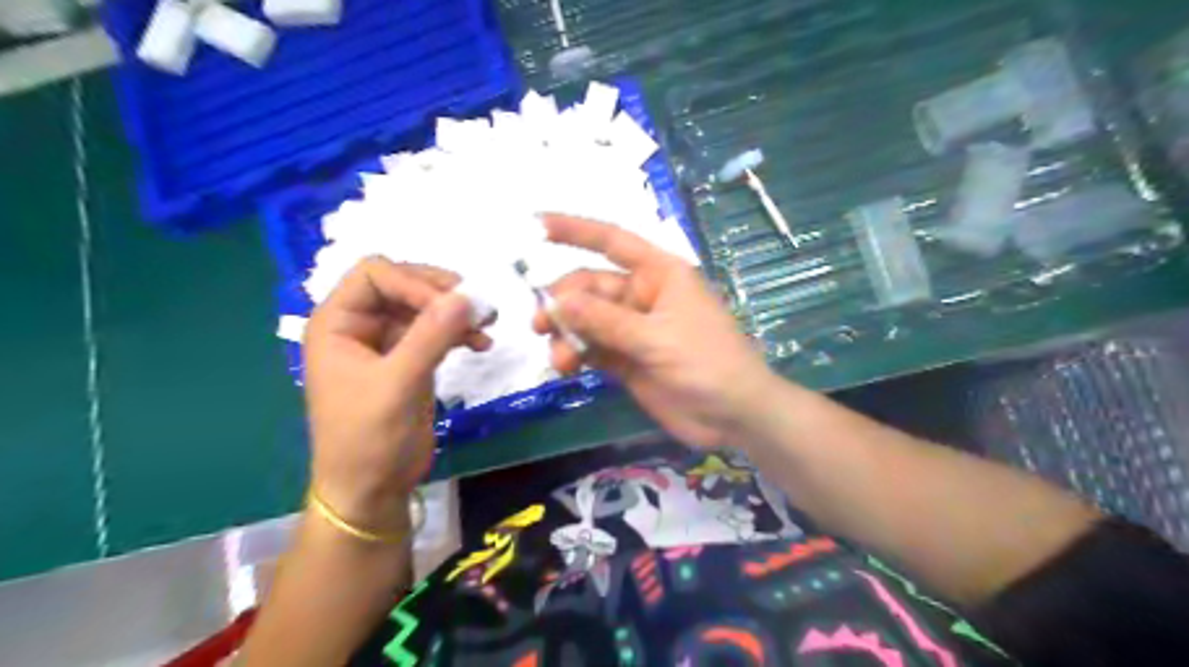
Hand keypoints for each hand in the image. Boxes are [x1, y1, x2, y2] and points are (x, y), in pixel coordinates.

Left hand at [306, 257, 491, 533]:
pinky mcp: (410, 360)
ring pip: (424, 307)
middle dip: (441, 293)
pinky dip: (459, 332)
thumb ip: (430, 336)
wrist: (372, 489)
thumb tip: (467, 295)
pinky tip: (481, 344)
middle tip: (479, 308)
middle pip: (403, 284)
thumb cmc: (369, 438)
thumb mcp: (399, 384)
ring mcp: (387, 342)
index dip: (414, 281)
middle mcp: (359, 325)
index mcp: (337, 323)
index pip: (375, 274)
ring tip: (487, 326)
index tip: (452, 305)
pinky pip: (436, 331)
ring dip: (456, 312)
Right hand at [534, 218, 776, 449]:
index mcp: (659, 274)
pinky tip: (565, 367)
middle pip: (590, 287)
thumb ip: (606, 321)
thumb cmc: (708, 363)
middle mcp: (643, 296)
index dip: (575, 231)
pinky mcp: (627, 360)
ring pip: (587, 321)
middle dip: (564, 302)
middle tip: (541, 324)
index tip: (536, 225)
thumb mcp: (657, 338)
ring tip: (559, 359)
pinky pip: (592, 349)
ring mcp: (633, 330)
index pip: (613, 241)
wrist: (735, 416)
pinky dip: (575, 354)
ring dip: (566, 334)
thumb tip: (557, 301)